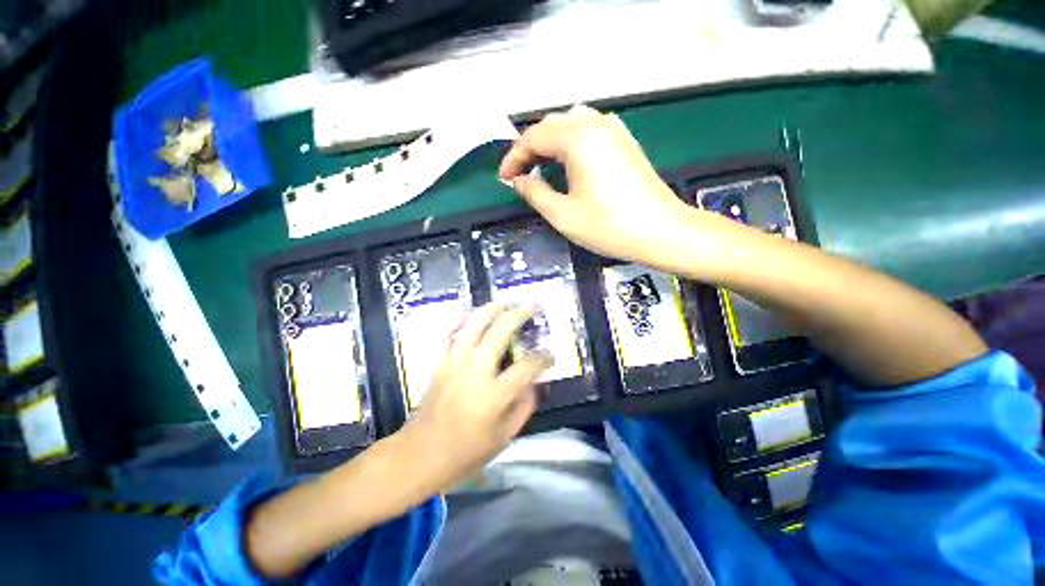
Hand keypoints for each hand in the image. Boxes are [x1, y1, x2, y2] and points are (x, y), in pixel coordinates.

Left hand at [400, 302, 553, 491]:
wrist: (420, 453)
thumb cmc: (466, 451)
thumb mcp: (505, 437)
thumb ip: (524, 406)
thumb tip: (534, 382)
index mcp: (495, 394)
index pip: (528, 366)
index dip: (543, 358)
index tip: (550, 356)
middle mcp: (477, 370)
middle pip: (501, 330)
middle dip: (519, 315)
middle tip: (531, 307)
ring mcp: (456, 361)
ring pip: (475, 323)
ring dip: (493, 308)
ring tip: (506, 302)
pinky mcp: (442, 361)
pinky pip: (454, 331)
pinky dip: (465, 318)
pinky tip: (474, 313)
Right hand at [499, 105, 691, 264]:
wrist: (661, 231)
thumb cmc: (609, 226)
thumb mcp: (563, 215)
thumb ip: (535, 194)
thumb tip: (519, 181)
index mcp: (577, 138)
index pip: (533, 138)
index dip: (513, 158)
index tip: (503, 179)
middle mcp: (595, 124)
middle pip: (551, 125)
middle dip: (530, 148)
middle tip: (519, 174)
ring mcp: (614, 130)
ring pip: (570, 123)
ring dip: (549, 142)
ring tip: (539, 166)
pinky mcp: (625, 141)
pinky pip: (589, 129)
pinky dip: (570, 141)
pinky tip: (568, 161)